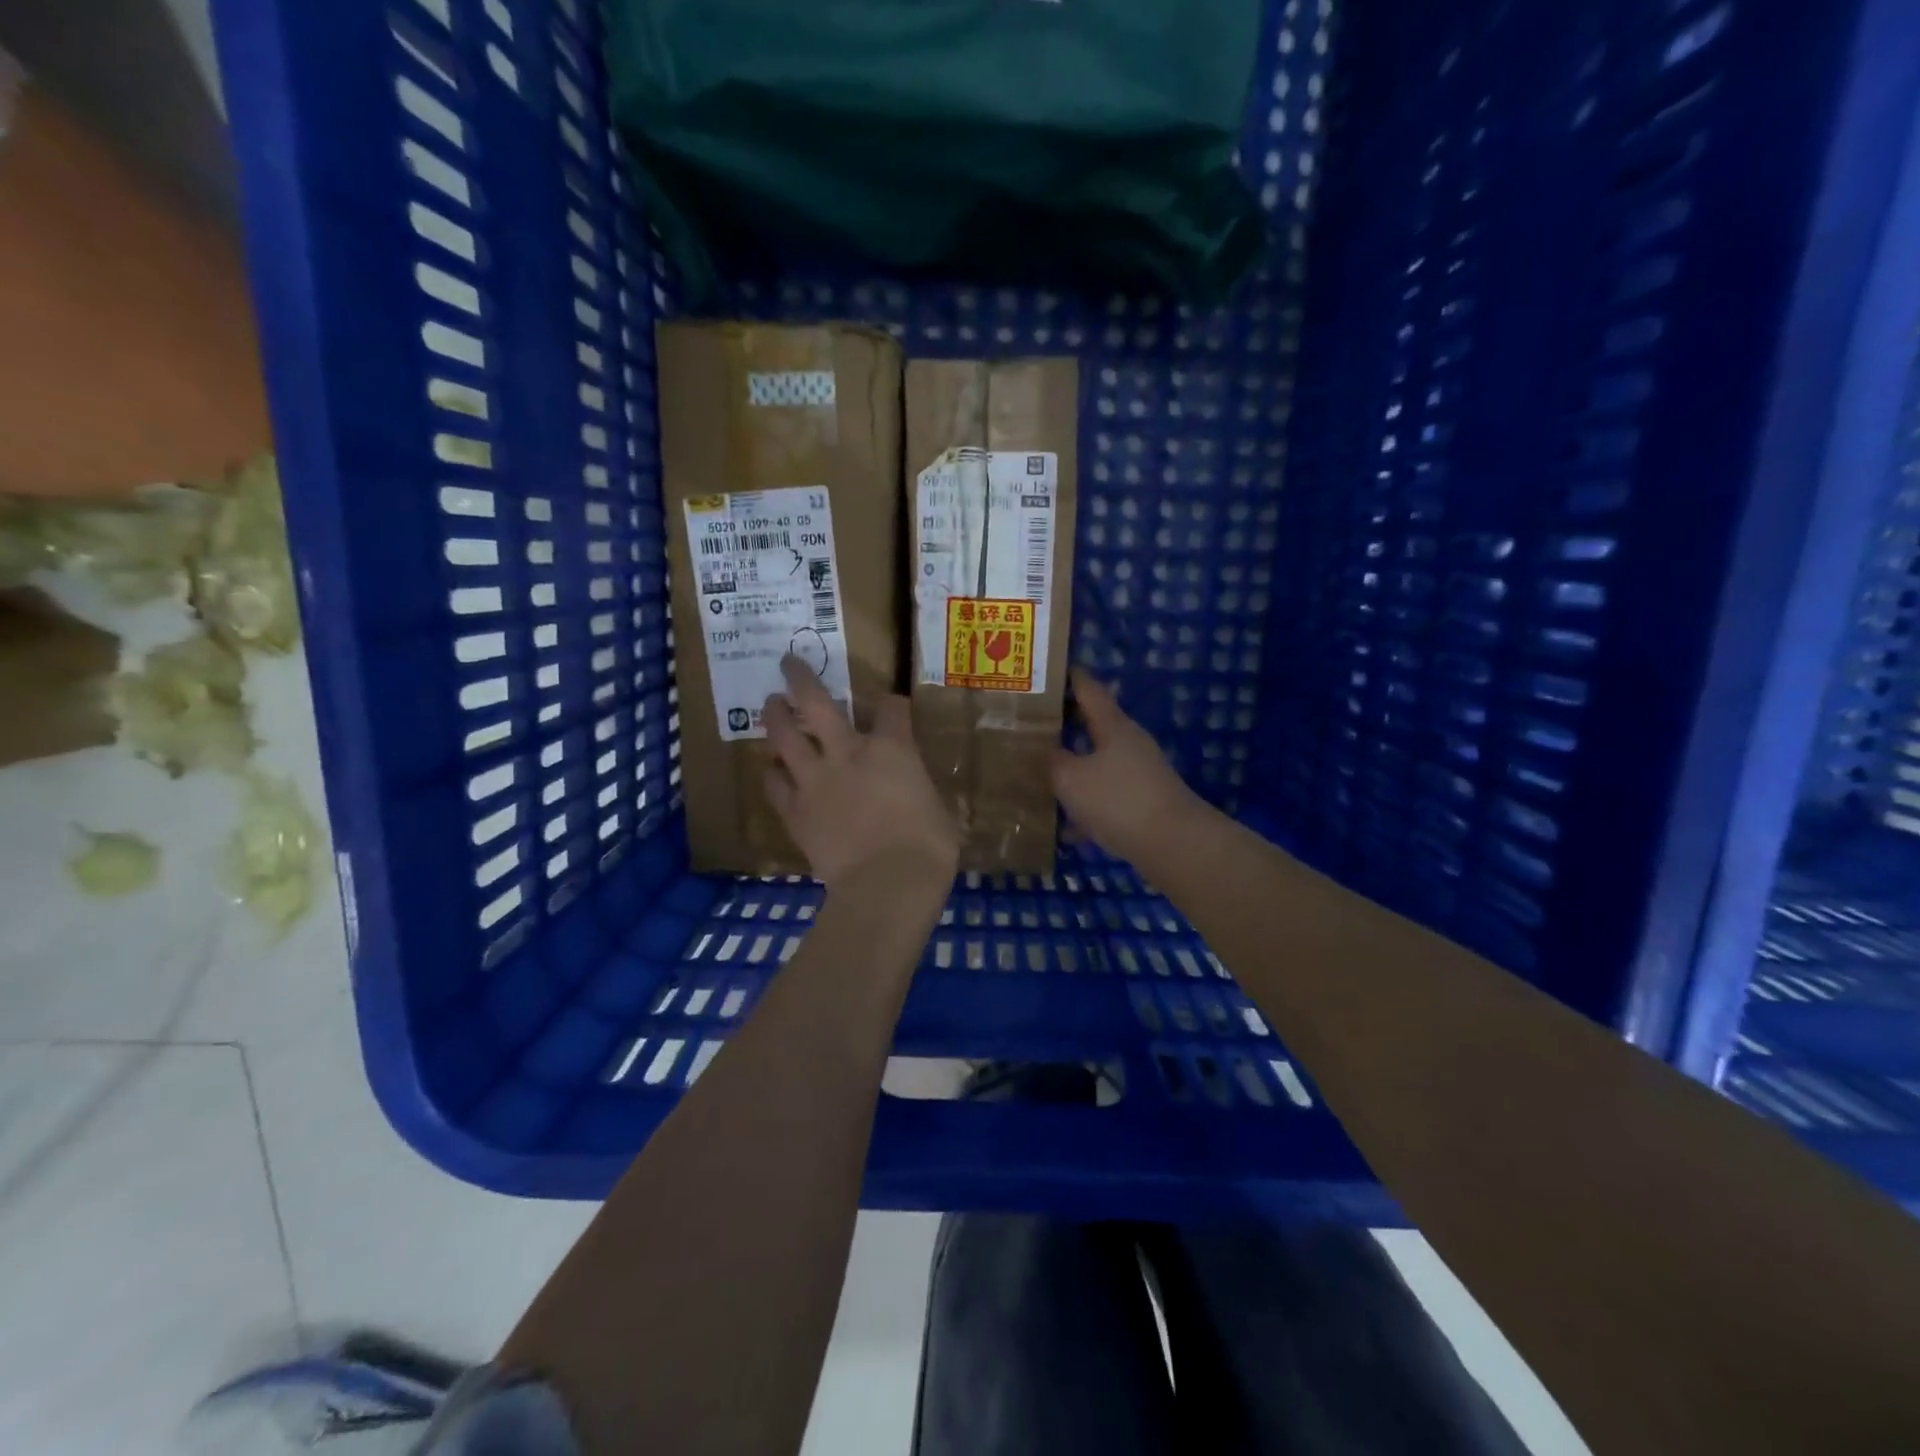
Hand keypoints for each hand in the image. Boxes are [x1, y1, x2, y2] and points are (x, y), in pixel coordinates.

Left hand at [763, 657, 959, 889]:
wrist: (887, 885)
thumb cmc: (928, 847)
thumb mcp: (938, 809)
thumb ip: (919, 790)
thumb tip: (916, 793)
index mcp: (892, 749)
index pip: (891, 709)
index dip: (891, 704)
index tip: (891, 706)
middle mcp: (847, 753)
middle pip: (816, 704)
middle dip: (801, 679)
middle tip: (789, 664)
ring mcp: (816, 781)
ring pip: (784, 737)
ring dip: (775, 717)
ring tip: (770, 705)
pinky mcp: (796, 812)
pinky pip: (775, 785)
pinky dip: (773, 773)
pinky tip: (771, 768)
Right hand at [1051, 671, 1206, 865]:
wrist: (1174, 845)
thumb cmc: (1118, 800)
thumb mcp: (1070, 779)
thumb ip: (1051, 761)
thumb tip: (1041, 751)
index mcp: (1113, 726)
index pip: (1089, 689)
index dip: (1070, 678)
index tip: (1048, 671)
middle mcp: (1129, 743)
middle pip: (1093, 726)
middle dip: (1064, 725)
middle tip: (1030, 726)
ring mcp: (1139, 773)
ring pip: (1097, 764)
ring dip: (1072, 768)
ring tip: (1039, 776)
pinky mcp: (1142, 803)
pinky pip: (1105, 796)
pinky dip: (1085, 805)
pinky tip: (1065, 828)